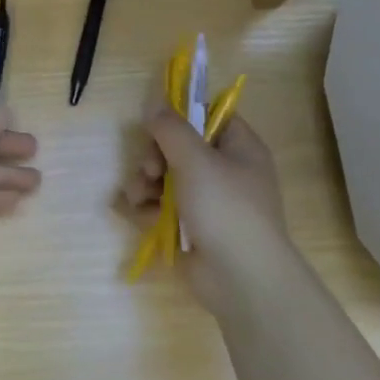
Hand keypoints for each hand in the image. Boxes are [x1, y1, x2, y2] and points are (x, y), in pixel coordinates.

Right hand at [123, 105, 287, 313]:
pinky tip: (139, 212)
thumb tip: (155, 102)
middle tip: (148, 169)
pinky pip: (164, 208)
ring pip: (167, 179)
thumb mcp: (195, 160)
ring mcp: (209, 202)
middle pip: (180, 148)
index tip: (155, 123)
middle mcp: (226, 172)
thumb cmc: (225, 208)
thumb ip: (170, 129)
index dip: (181, 116)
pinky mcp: (192, 229)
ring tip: (138, 196)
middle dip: (155, 156)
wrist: (241, 278)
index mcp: (239, 148)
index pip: (209, 117)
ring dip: (146, 183)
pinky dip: (150, 208)